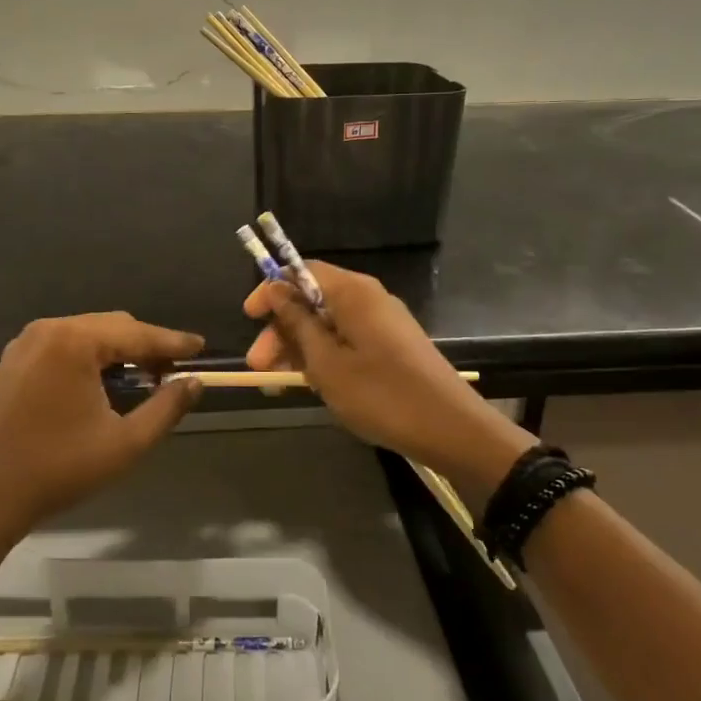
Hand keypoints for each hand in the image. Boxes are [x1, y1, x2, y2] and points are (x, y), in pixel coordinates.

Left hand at [0, 313, 203, 535]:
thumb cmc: (58, 469)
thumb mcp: (125, 443)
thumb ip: (166, 407)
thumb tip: (194, 383)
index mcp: (75, 342)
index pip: (137, 333)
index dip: (173, 342)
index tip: (201, 348)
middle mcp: (49, 330)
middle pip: (112, 326)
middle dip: (146, 345)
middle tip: (173, 372)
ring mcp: (26, 343)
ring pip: (88, 333)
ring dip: (118, 350)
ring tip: (144, 377)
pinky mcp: (13, 360)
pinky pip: (64, 345)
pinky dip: (90, 356)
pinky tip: (103, 382)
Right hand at [246, 264, 530, 490]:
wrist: (450, 429)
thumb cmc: (381, 394)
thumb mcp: (327, 363)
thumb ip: (298, 323)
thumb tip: (276, 289)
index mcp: (352, 292)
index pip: (302, 271)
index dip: (271, 290)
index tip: (249, 318)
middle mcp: (368, 298)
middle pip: (312, 300)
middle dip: (281, 330)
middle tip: (259, 367)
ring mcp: (381, 323)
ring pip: (327, 324)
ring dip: (299, 349)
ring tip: (278, 384)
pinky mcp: (390, 346)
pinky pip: (346, 340)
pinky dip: (324, 357)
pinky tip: (310, 385)